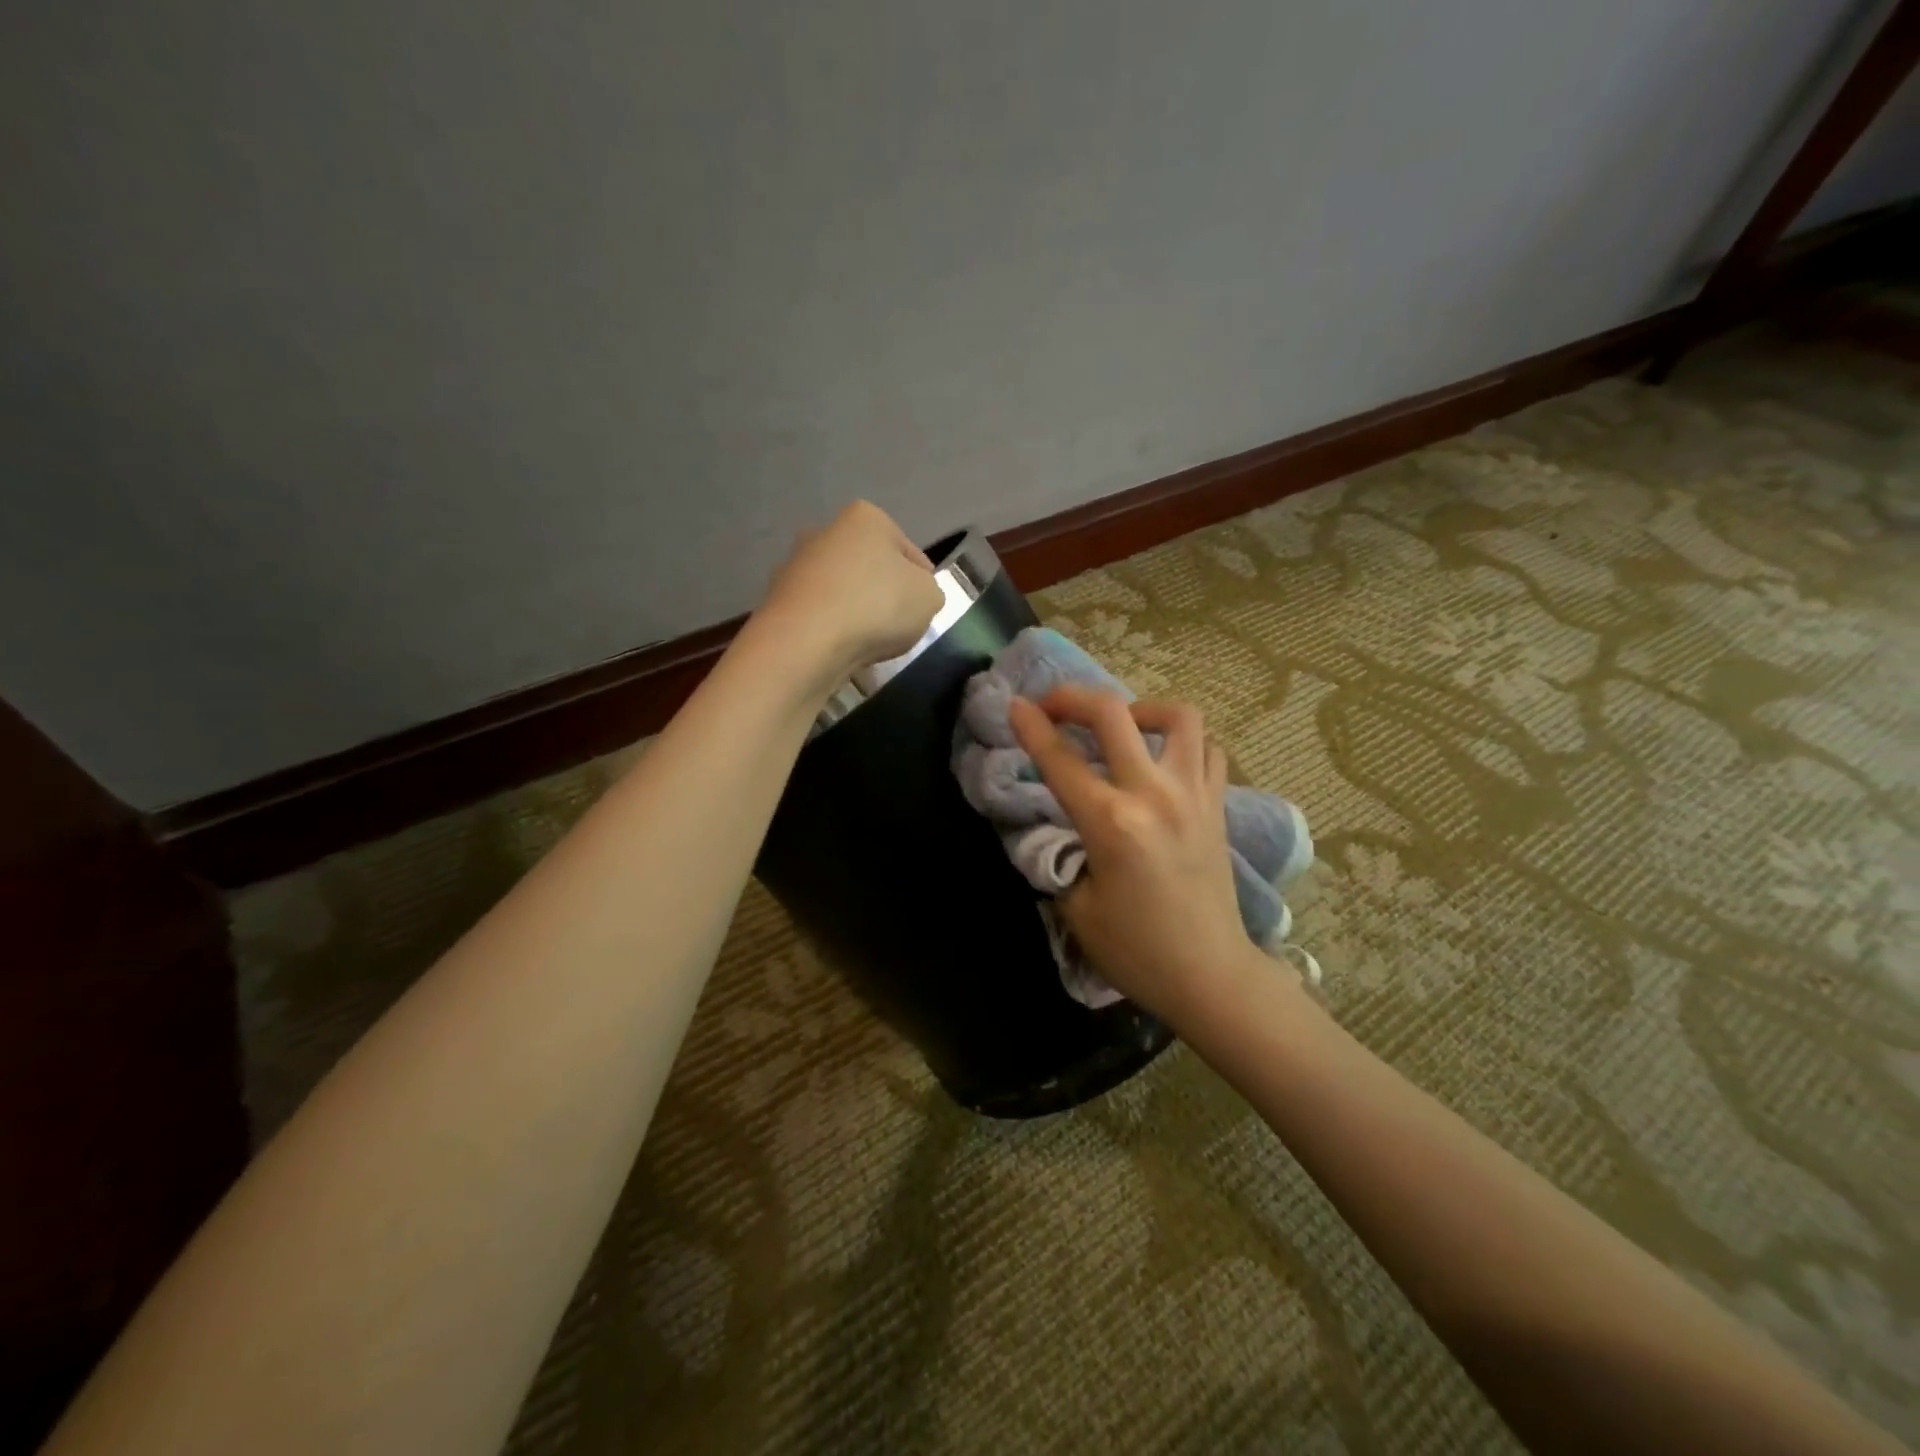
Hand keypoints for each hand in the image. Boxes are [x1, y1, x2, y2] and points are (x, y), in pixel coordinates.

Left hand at [756, 501, 944, 685]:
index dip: (923, 581)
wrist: (806, 642)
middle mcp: (826, 531)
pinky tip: (841, 649)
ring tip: (869, 643)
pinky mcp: (778, 599)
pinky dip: (831, 629)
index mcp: (866, 518)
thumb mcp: (929, 597)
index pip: (909, 551)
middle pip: (870, 567)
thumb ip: (929, 591)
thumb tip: (914, 594)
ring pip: (842, 590)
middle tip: (898, 625)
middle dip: (883, 592)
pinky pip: (819, 614)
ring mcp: (796, 565)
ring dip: (855, 611)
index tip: (925, 607)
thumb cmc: (876, 606)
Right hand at [1009, 685, 1261, 1024]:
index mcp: (1111, 823)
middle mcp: (1154, 795)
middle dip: (1074, 697)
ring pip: (1178, 716)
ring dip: (1141, 709)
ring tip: (1122, 727)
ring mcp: (1194, 794)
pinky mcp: (1218, 805)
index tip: (1015, 705)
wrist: (1211, 975)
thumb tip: (1059, 827)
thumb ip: (1062, 855)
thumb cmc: (1137, 951)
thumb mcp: (1076, 908)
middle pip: (1113, 714)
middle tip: (1055, 705)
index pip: (1060, 760)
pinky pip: (1208, 749)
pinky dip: (1183, 742)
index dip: (1031, 726)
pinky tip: (1162, 760)